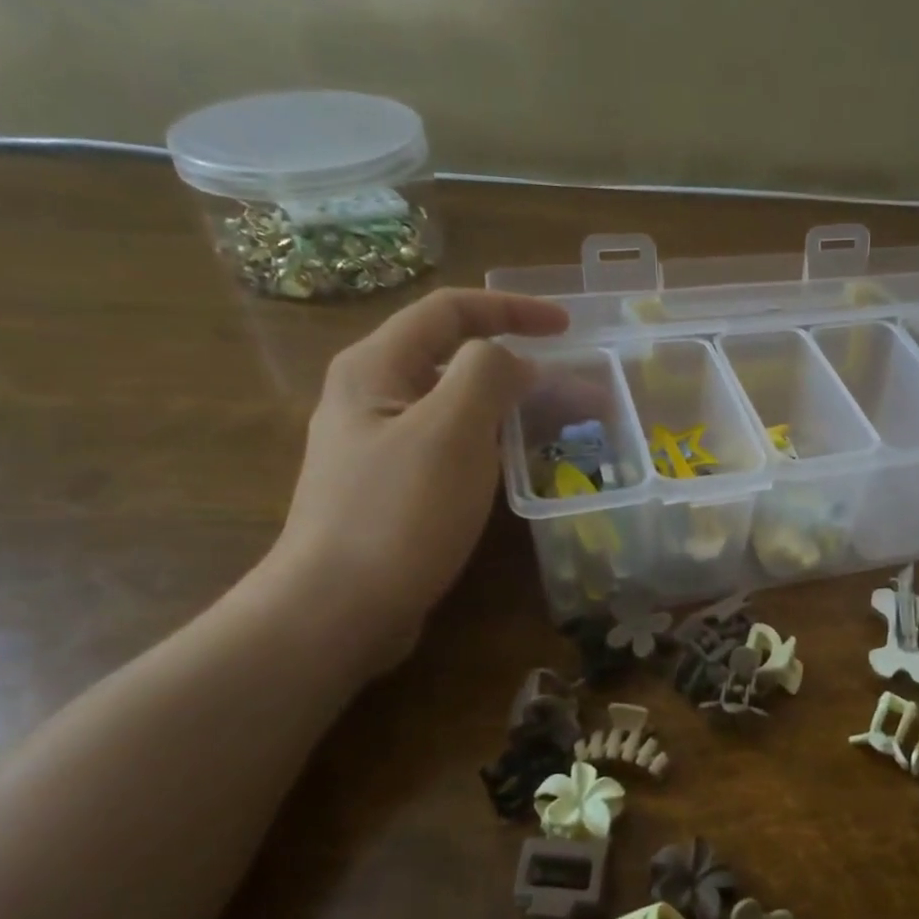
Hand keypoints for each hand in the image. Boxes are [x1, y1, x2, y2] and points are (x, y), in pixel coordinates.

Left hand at [263, 289, 568, 672]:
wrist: (337, 610)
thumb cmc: (398, 513)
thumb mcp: (451, 430)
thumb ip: (488, 375)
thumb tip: (513, 363)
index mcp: (377, 367)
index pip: (450, 311)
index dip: (512, 309)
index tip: (568, 328)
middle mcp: (373, 396)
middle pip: (457, 359)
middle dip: (524, 367)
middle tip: (582, 392)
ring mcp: (382, 445)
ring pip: (460, 407)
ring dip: (516, 408)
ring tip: (568, 428)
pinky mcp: (395, 487)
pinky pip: (455, 446)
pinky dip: (496, 444)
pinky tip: (525, 466)